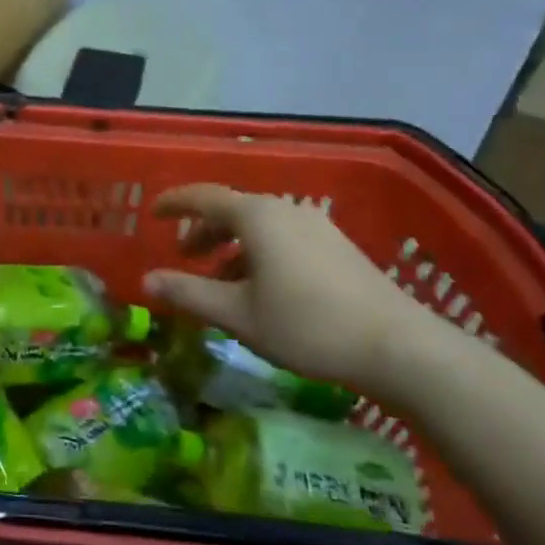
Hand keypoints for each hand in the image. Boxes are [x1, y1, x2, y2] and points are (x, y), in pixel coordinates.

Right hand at [143, 184, 445, 399]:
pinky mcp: (337, 247)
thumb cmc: (306, 326)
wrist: (398, 347)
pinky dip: (259, 254)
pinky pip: (284, 238)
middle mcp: (286, 210)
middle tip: (185, 257)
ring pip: (260, 227)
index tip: (152, 212)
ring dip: (232, 247)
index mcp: (257, 217)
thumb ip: (188, 294)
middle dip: (203, 231)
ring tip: (220, 282)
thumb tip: (146, 281)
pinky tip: (262, 289)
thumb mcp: (237, 314)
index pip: (204, 197)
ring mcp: (317, 226)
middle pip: (233, 210)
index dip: (174, 203)